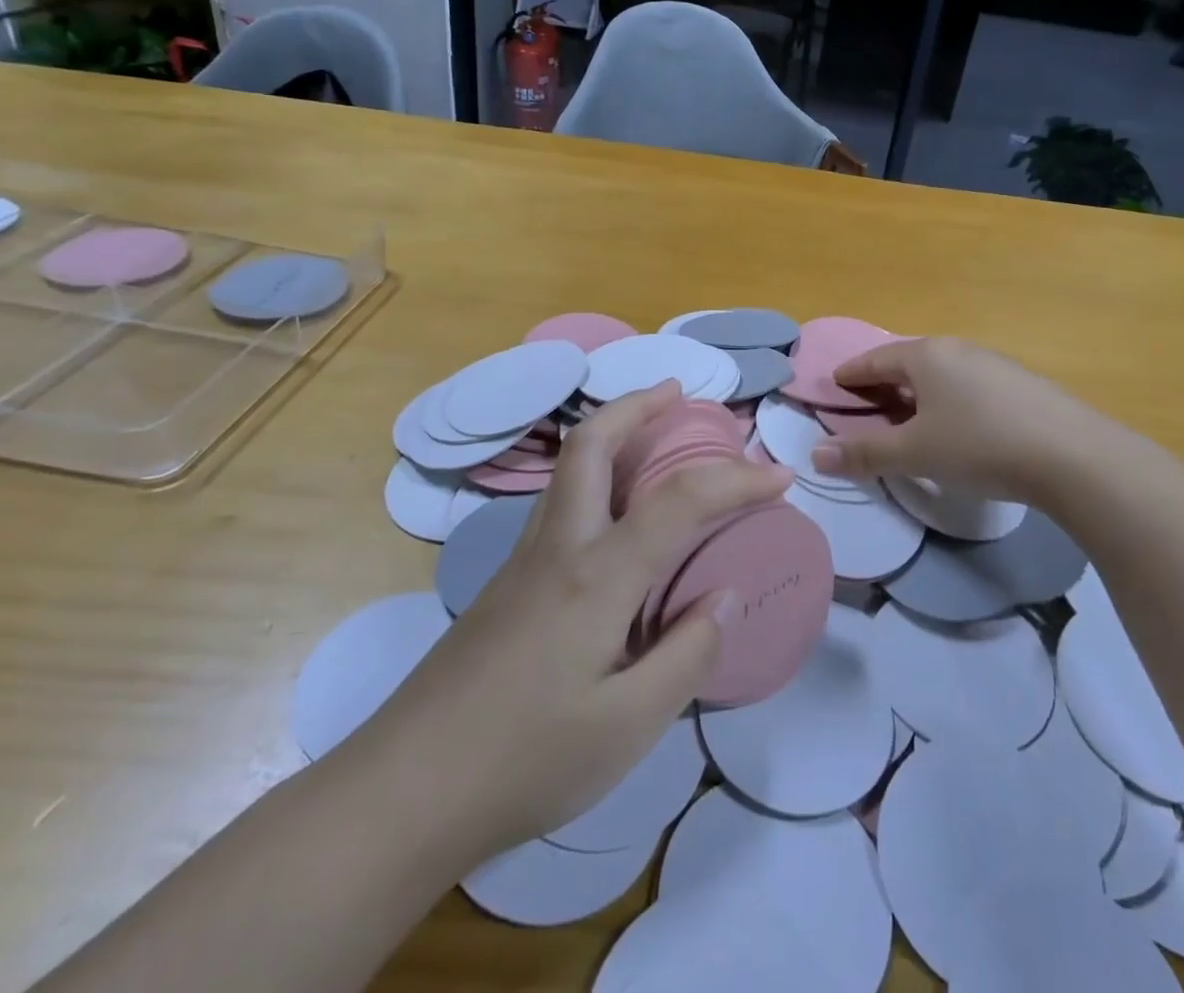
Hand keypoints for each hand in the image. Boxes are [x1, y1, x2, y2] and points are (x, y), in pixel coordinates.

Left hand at [378, 381, 792, 862]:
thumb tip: (725, 595)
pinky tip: (614, 519)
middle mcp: (559, 546)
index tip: (780, 476)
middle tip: (680, 393)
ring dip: (613, 433)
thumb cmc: (524, 760)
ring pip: (569, 468)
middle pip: (592, 443)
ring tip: (653, 435)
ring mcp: (524, 560)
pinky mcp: (506, 584)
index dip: (736, 480)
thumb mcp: (627, 727)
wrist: (403, 791)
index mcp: (597, 574)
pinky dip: (596, 478)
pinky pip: (561, 503)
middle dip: (638, 405)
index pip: (680, 500)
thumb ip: (686, 654)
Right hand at [809, 336, 1148, 503]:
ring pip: (942, 375)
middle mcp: (958, 350)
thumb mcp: (914, 453)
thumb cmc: (980, 445)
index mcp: (926, 356)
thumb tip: (815, 456)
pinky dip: (950, 401)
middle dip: (884, 384)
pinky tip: (959, 426)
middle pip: (909, 363)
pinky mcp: (1023, 385)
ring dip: (919, 394)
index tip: (835, 385)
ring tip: (910, 418)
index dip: (851, 374)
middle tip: (867, 406)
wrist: (1074, 456)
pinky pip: (970, 387)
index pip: (875, 360)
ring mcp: (995, 364)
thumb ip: (864, 453)